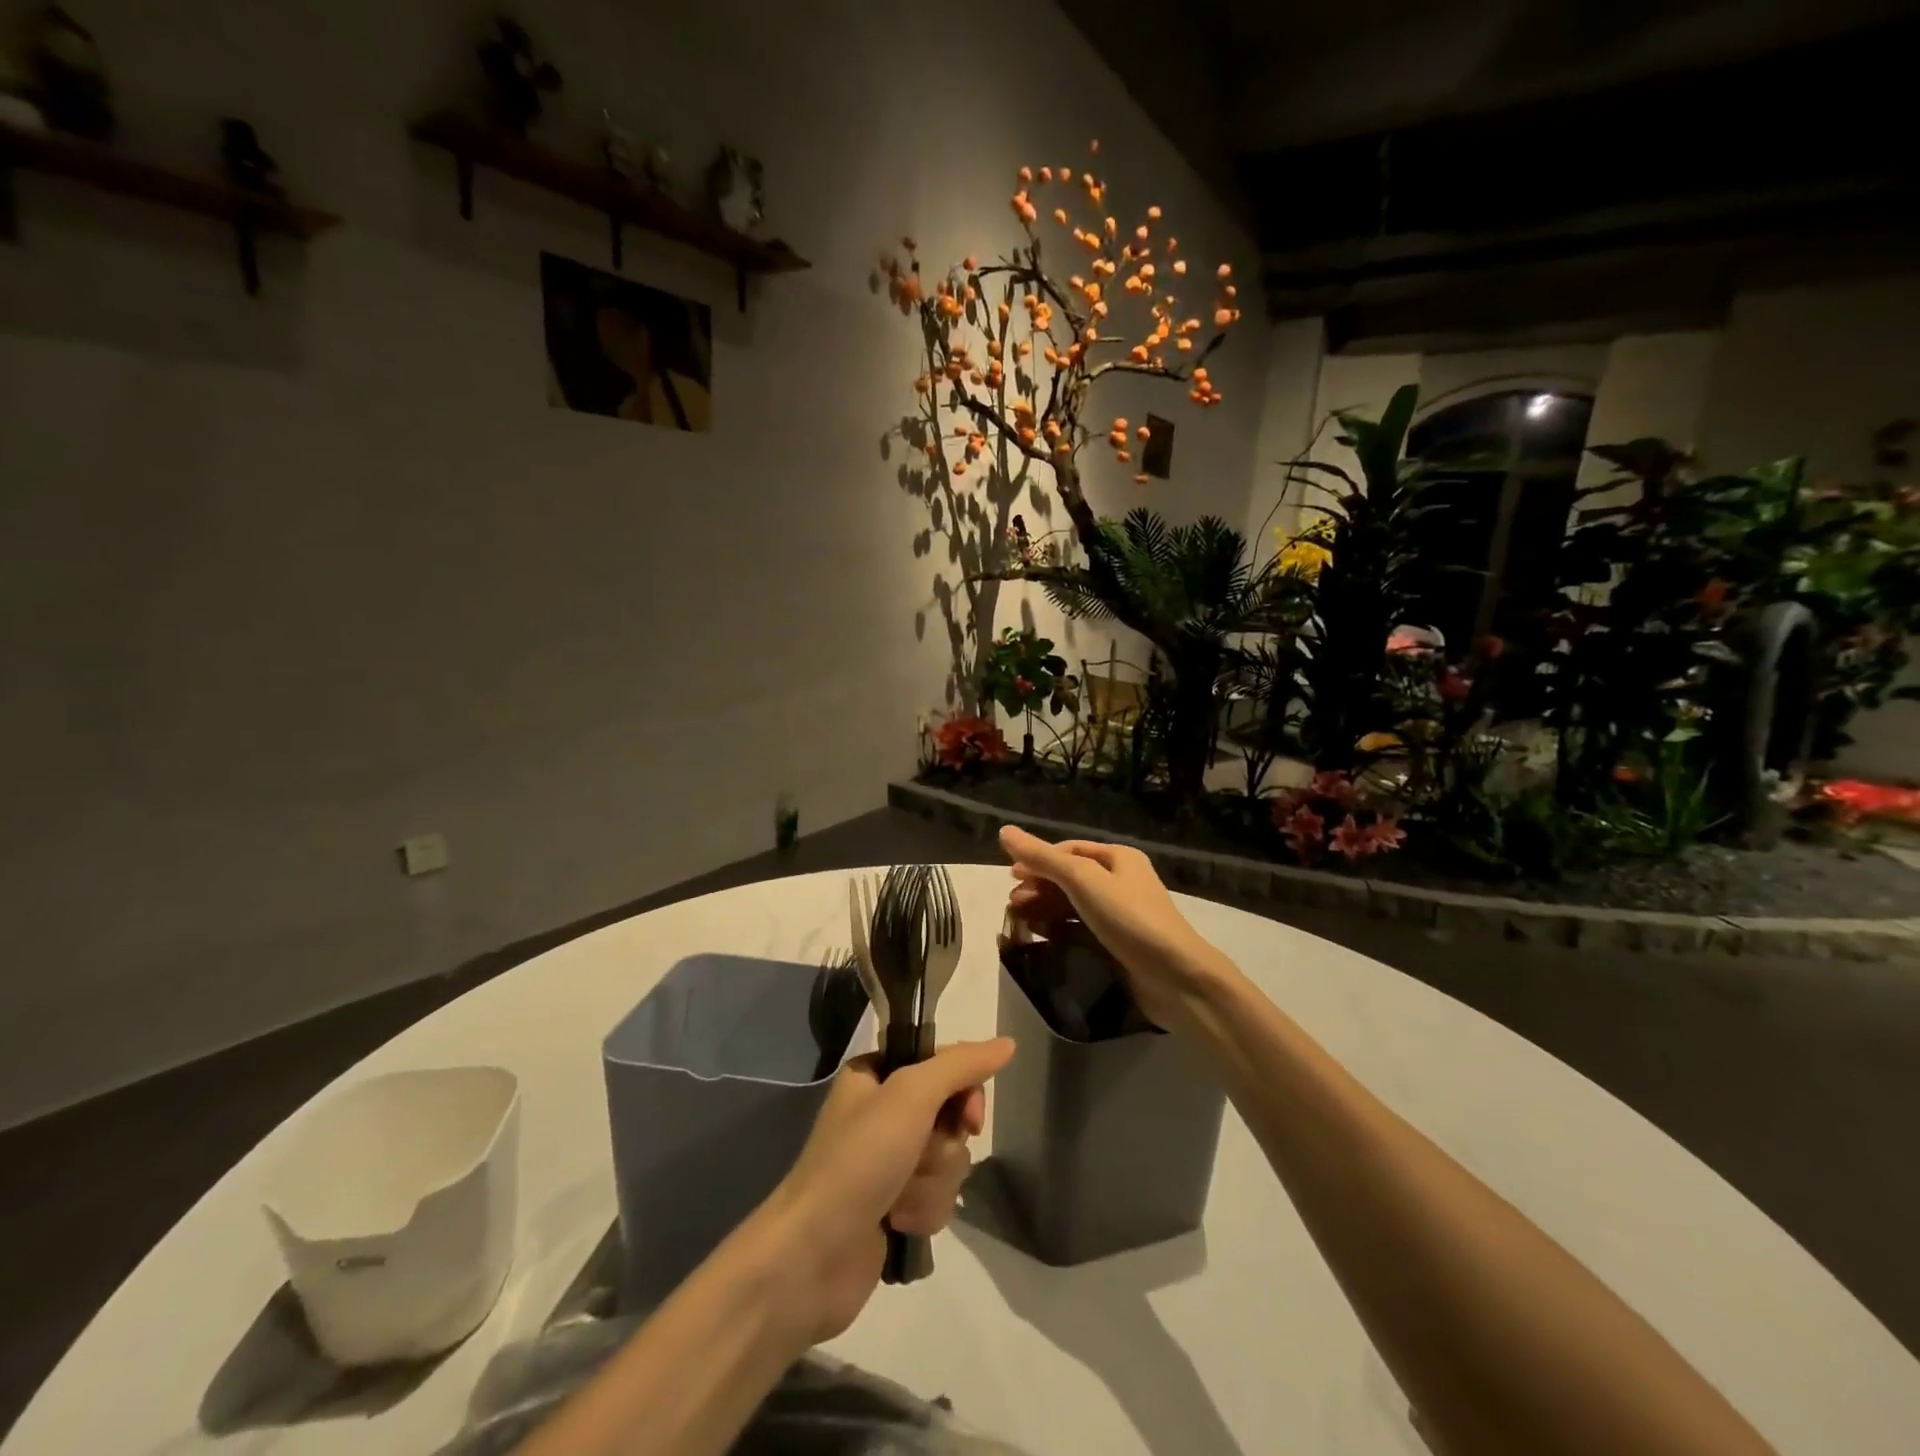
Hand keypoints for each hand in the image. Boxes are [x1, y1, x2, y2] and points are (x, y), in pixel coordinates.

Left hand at [758, 1038, 1013, 1344]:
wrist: (812, 1257)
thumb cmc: (858, 1159)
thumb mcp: (911, 1094)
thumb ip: (961, 1066)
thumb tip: (1007, 1043)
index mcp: (876, 1074)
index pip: (943, 1063)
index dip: (964, 1090)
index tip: (969, 1117)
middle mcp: (883, 1111)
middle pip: (951, 1115)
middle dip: (944, 1146)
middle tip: (920, 1158)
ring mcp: (888, 1161)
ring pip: (949, 1160)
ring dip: (933, 1183)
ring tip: (899, 1200)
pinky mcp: (894, 1207)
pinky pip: (937, 1197)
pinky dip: (924, 1210)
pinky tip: (898, 1224)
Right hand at [999, 825, 1227, 1029]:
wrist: (1175, 978)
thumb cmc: (1129, 918)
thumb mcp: (1083, 880)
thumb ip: (1043, 857)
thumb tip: (1004, 831)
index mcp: (1118, 858)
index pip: (1069, 850)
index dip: (1039, 859)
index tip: (1011, 876)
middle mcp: (1121, 881)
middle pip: (1070, 877)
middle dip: (1039, 887)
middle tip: (1012, 904)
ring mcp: (1120, 915)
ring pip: (1073, 905)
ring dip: (1045, 909)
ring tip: (1020, 921)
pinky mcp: (1118, 945)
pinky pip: (1081, 930)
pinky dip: (1060, 930)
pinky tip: (1042, 937)